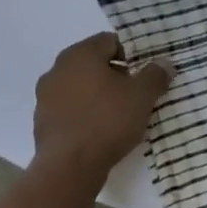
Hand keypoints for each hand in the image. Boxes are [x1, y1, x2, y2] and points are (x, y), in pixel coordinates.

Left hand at [33, 33, 171, 180]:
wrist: (69, 166)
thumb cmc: (108, 121)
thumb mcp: (142, 96)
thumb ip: (155, 75)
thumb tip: (164, 63)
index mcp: (80, 54)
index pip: (109, 41)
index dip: (131, 55)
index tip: (144, 75)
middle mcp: (58, 69)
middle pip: (93, 63)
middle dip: (115, 75)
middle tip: (135, 94)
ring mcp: (45, 96)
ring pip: (80, 86)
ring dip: (98, 94)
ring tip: (118, 114)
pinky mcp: (42, 121)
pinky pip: (69, 108)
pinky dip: (84, 112)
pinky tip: (99, 130)